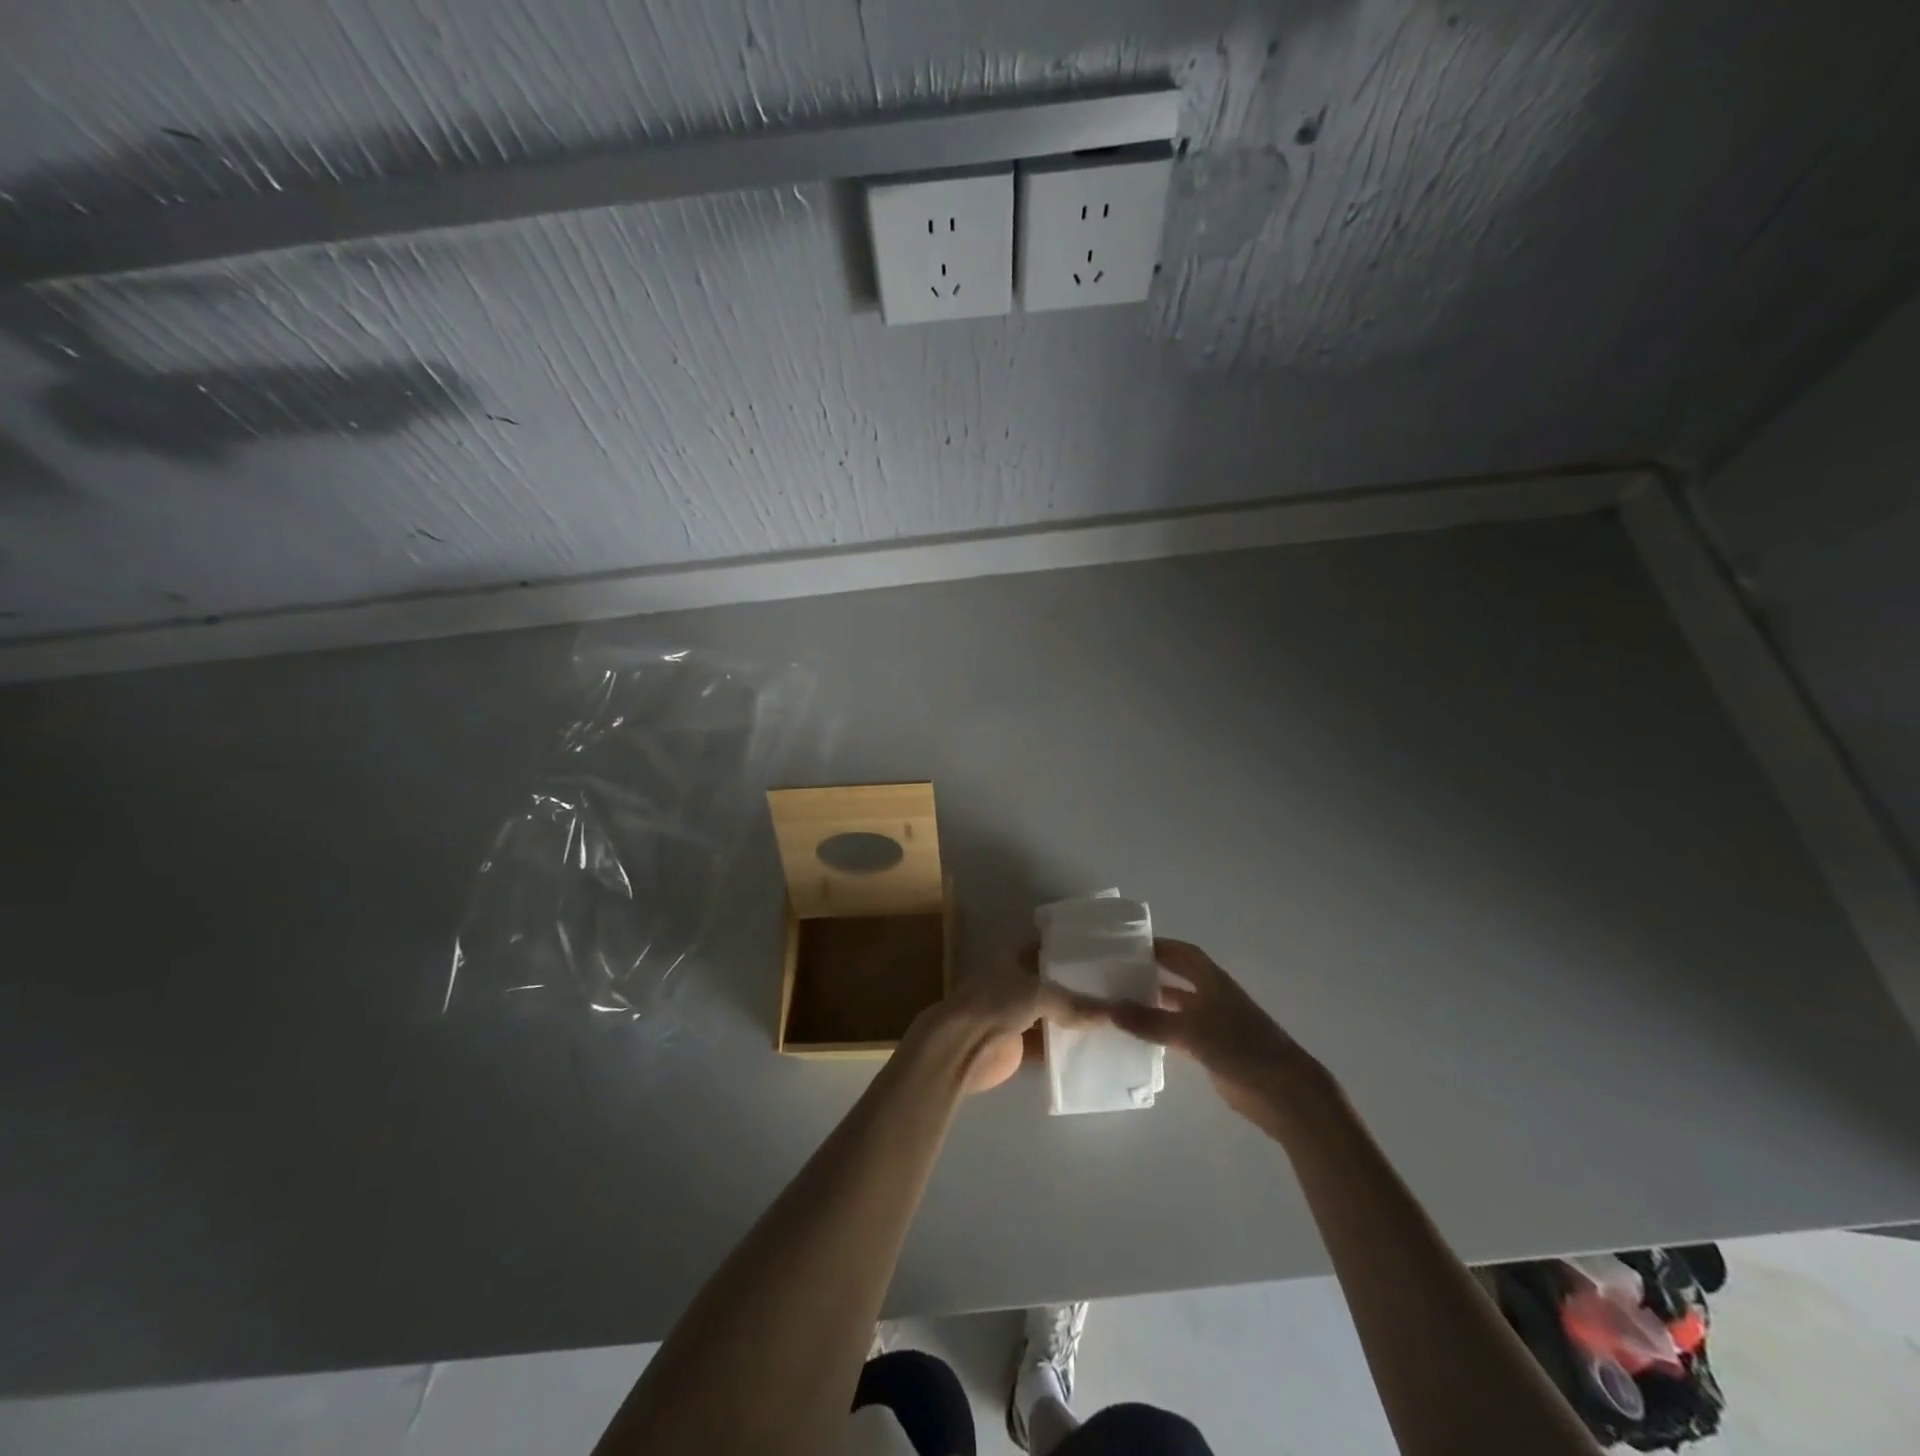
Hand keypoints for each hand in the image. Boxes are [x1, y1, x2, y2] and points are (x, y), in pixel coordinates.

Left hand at [915, 943, 1099, 1094]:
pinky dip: (1067, 1045)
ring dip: (1075, 1017)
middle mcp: (1016, 981)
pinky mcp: (1019, 1043)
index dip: (1074, 949)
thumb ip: (1074, 1003)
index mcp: (1015, 957)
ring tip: (1114, 1017)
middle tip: (1118, 989)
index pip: (1050, 947)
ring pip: (1053, 1012)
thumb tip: (1113, 1013)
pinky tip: (1096, 1046)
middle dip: (1080, 986)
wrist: (961, 1047)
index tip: (1106, 953)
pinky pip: (1049, 1041)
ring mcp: (1016, 1013)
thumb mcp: (1038, 993)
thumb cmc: (995, 1004)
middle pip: (1053, 982)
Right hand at [1108, 939, 1339, 1134]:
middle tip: (1116, 973)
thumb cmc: (1240, 1047)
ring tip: (1118, 1003)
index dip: (1158, 946)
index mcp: (1212, 981)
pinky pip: (1177, 1034)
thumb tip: (1109, 1008)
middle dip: (1150, 973)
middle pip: (1177, 978)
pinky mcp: (1211, 1051)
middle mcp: (1212, 997)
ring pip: (1175, 1008)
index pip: (1181, 953)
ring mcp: (1212, 1025)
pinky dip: (1159, 1033)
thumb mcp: (1190, 1030)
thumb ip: (1150, 1021)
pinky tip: (1136, 1037)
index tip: (1127, 945)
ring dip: (1152, 1005)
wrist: (1283, 1092)